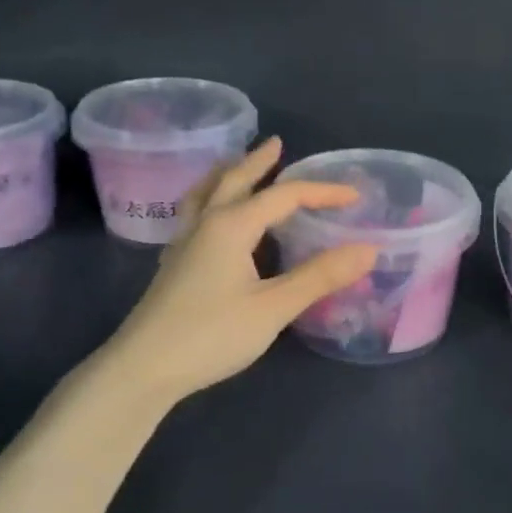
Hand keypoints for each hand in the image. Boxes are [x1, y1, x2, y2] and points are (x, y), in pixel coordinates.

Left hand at [93, 138, 376, 407]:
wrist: (143, 369)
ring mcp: (184, 243)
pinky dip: (208, 200)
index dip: (322, 192)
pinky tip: (210, 218)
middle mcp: (206, 224)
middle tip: (276, 144)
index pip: (284, 196)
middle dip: (259, 161)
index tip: (354, 196)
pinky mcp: (173, 265)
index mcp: (232, 225)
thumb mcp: (274, 307)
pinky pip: (193, 215)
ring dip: (226, 174)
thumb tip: (368, 249)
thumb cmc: (212, 334)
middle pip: (234, 180)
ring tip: (235, 164)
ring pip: (205, 193)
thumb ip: (320, 277)